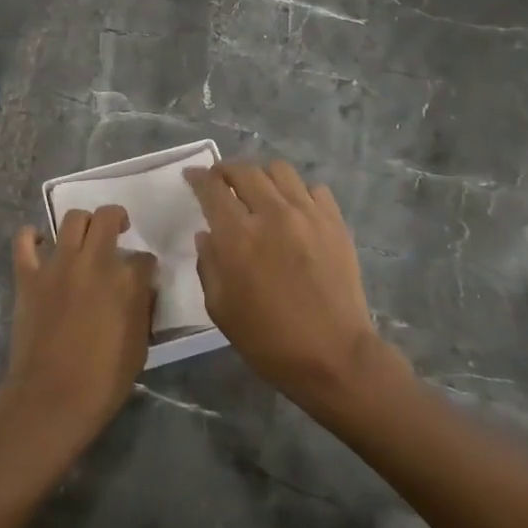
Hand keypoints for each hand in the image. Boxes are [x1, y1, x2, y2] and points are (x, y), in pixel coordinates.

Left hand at [0, 207, 156, 454]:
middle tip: (118, 230)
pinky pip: (25, 240)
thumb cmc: (103, 380)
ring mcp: (58, 265)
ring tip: (84, 236)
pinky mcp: (29, 275)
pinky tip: (41, 243)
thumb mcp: (139, 346)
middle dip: (117, 218)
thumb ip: (142, 308)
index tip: (143, 275)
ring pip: (72, 219)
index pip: (144, 258)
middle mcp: (94, 262)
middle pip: (108, 217)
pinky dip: (33, 236)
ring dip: (83, 223)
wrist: (52, 397)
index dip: (146, 265)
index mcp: (126, 281)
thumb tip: (143, 287)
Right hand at [185, 161, 384, 404]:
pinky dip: (299, 192)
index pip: (212, 189)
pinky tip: (295, 210)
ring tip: (259, 191)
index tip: (191, 175)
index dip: (198, 177)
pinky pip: (314, 189)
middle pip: (245, 171)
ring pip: (280, 170)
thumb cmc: (269, 340)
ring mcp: (308, 214)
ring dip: (262, 176)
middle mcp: (272, 214)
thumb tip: (206, 235)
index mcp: (238, 237)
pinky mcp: (335, 222)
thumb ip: (208, 265)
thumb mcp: (221, 310)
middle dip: (226, 171)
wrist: (335, 356)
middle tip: (221, 181)